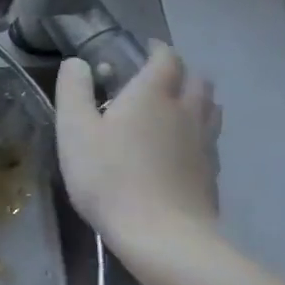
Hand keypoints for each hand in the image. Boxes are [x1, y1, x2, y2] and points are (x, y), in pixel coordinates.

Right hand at [55, 44, 221, 251]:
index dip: (156, 49)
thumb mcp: (74, 130)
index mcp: (152, 94)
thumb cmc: (109, 176)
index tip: (144, 49)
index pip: (166, 58)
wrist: (161, 234)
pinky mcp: (211, 172)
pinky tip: (180, 148)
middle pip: (196, 79)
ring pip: (210, 107)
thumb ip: (73, 90)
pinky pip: (210, 138)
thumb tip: (77, 63)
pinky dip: (198, 131)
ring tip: (172, 110)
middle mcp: (185, 110)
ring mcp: (204, 142)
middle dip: (179, 73)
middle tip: (155, 81)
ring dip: (194, 99)